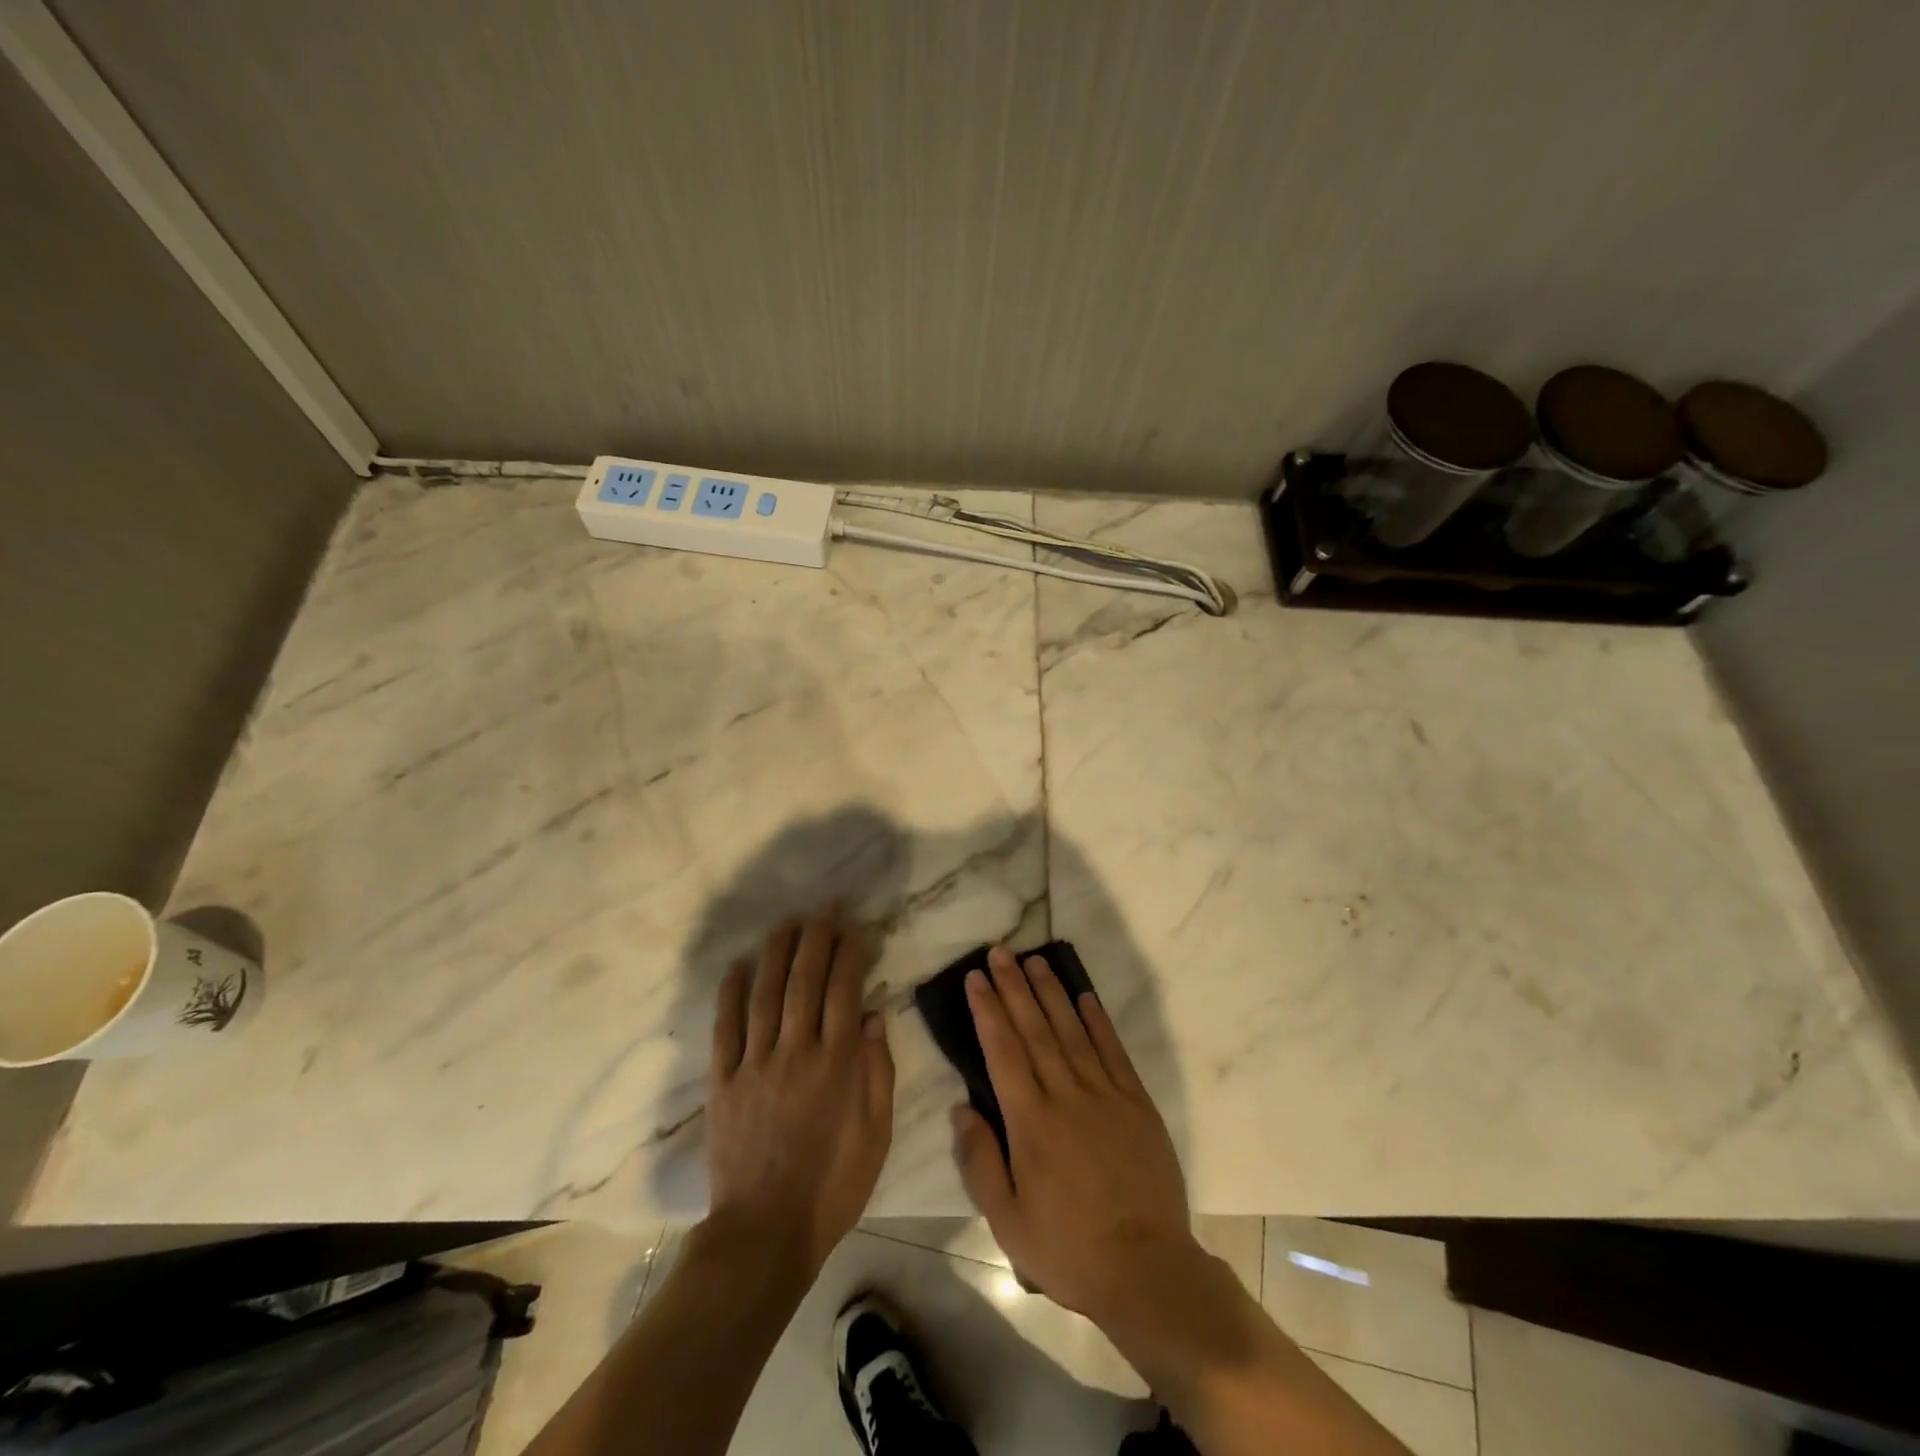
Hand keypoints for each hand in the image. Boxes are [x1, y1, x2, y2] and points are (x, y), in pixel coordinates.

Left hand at [706, 909, 894, 1270]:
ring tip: (786, 922)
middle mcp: (795, 1052)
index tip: (856, 926)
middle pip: (804, 981)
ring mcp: (755, 1064)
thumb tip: (874, 1015)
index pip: (844, 990)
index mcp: (836, 1063)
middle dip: (816, 938)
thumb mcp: (876, 1134)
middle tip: (824, 907)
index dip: (850, 953)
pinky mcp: (723, 1082)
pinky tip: (737, 966)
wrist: (764, 1234)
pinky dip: (730, 993)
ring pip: (766, 994)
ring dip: (777, 953)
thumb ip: (878, 1072)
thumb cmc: (832, 1187)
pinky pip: (725, 1028)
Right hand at [951, 946, 1197, 1327]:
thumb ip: (979, 1161)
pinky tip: (1085, 996)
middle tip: (999, 951)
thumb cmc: (1068, 1248)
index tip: (976, 978)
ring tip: (1034, 961)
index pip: (1002, 1051)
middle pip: (1034, 1029)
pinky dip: (1097, 1020)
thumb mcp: (1007, 1221)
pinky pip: (1113, 1051)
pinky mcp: (1136, 1102)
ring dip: (1051, 992)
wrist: (1147, 1269)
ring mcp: (1105, 1094)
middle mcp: (1066, 1095)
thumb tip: (960, 1107)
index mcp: (1030, 1122)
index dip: (987, 1010)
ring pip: (1072, 1030)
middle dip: (1013, 987)